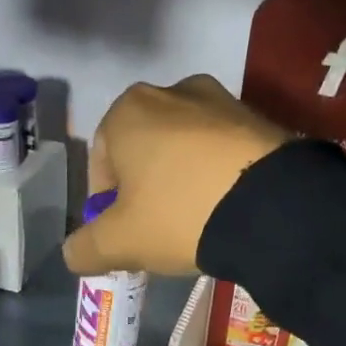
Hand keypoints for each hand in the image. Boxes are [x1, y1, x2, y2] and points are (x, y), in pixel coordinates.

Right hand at [62, 75, 288, 276]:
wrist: (271, 206)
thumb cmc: (179, 214)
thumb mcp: (120, 242)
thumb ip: (85, 248)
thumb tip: (74, 254)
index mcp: (128, 110)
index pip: (101, 163)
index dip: (107, 205)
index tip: (124, 235)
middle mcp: (171, 91)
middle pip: (145, 152)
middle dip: (146, 190)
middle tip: (159, 230)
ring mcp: (220, 100)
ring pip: (186, 149)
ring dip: (183, 181)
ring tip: (198, 221)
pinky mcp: (260, 118)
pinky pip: (224, 151)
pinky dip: (219, 175)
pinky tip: (228, 207)